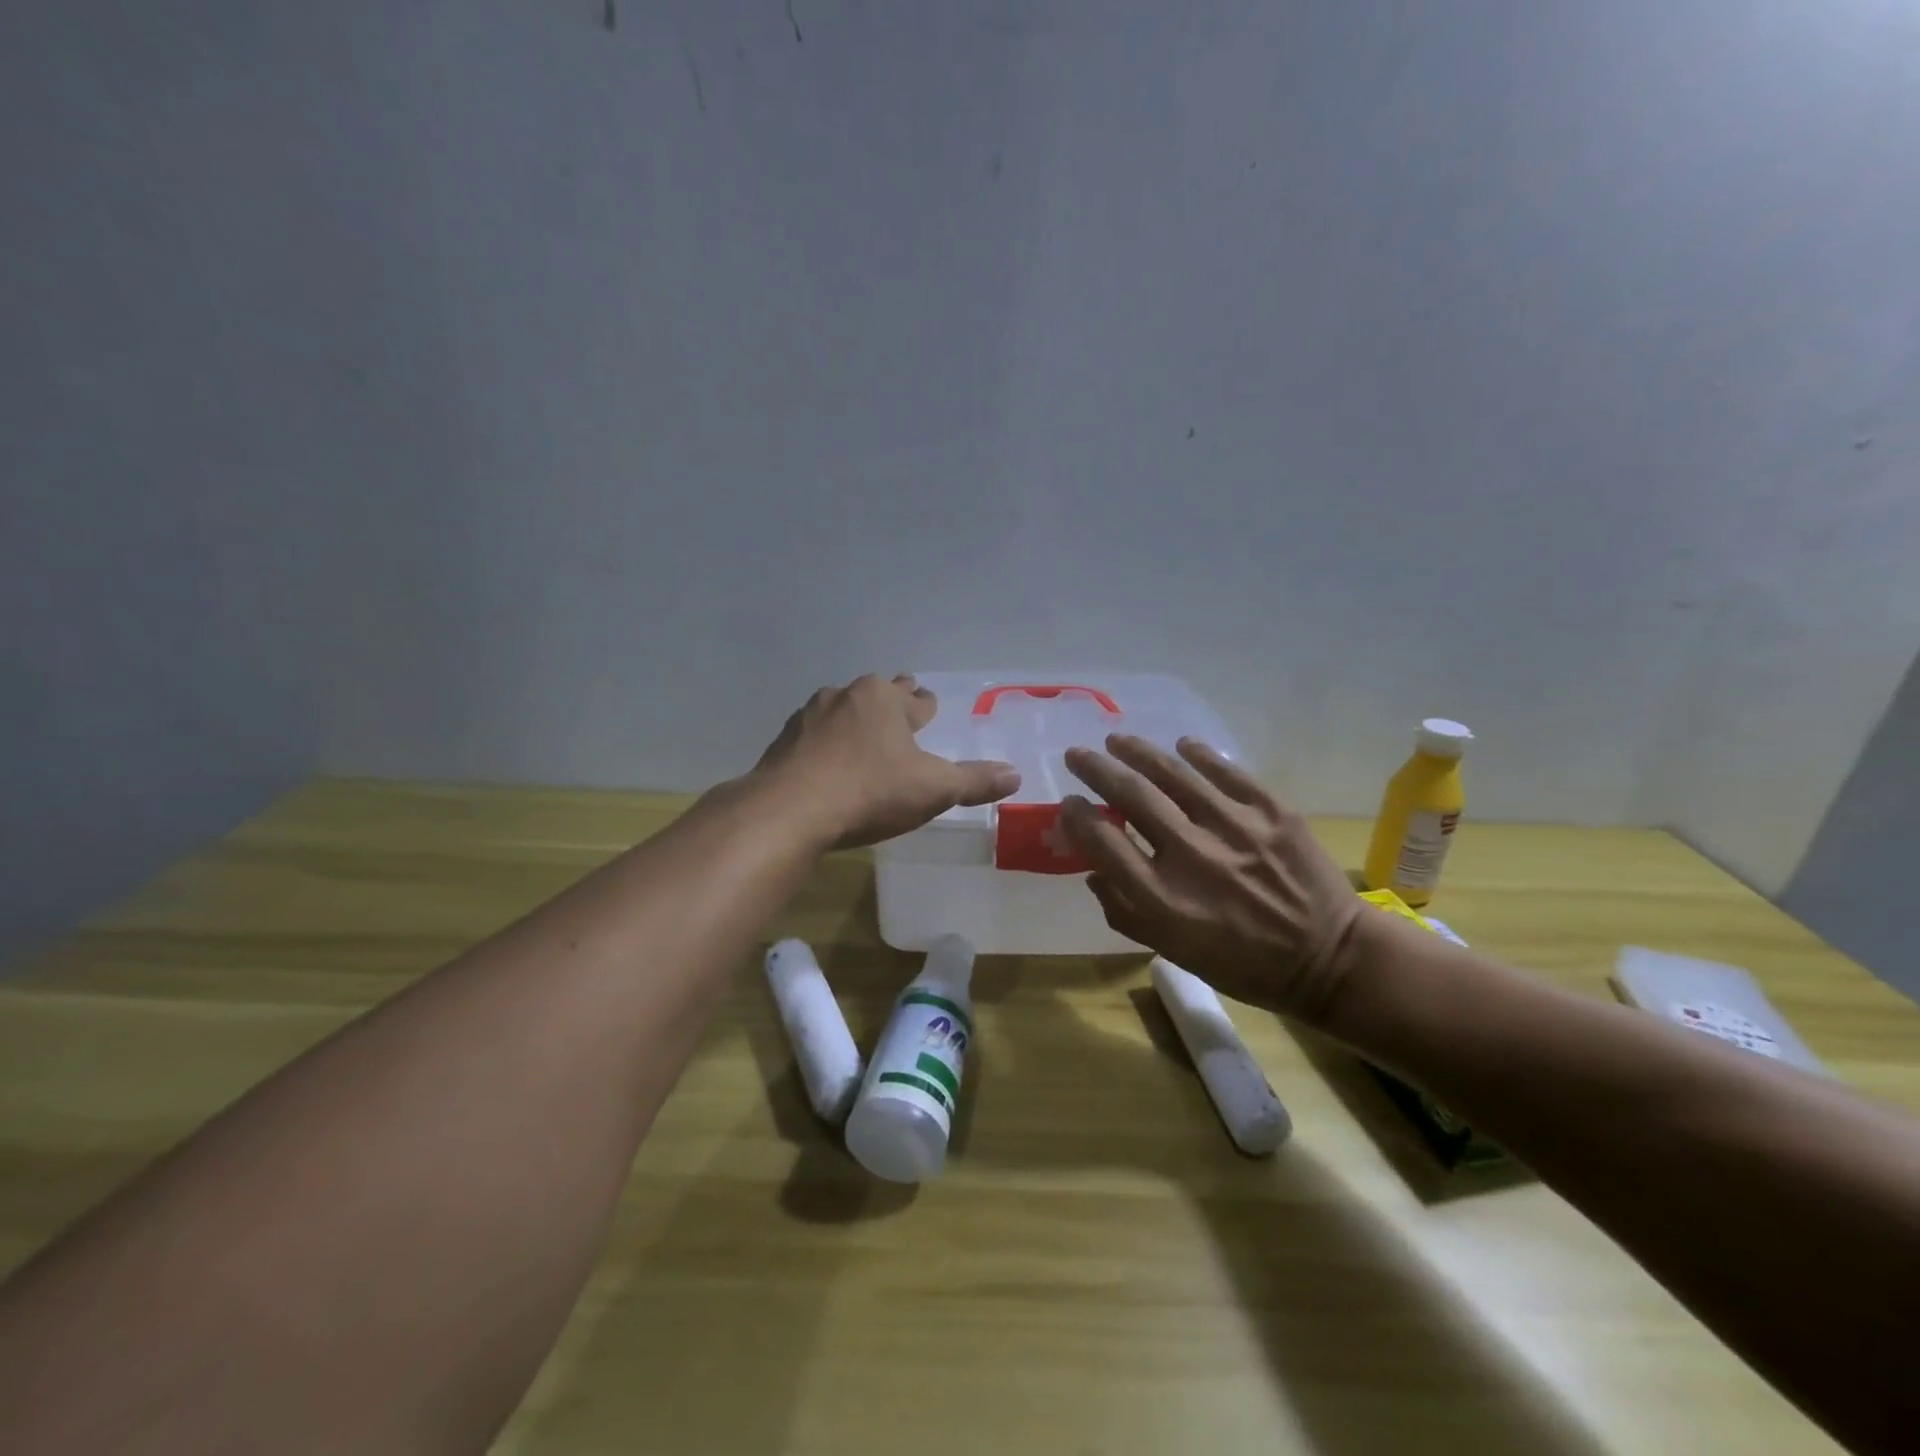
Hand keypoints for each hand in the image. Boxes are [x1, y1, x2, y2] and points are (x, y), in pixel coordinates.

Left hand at [750, 674, 1020, 848]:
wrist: (789, 811)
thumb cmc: (870, 791)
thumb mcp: (933, 789)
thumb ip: (974, 782)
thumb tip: (1016, 775)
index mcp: (884, 699)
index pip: (917, 699)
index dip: (926, 707)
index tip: (928, 709)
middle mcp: (846, 696)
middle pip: (878, 696)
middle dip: (892, 704)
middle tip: (901, 712)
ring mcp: (809, 716)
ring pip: (843, 711)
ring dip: (855, 722)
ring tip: (863, 739)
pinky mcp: (784, 741)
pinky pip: (814, 736)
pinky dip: (826, 744)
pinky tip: (827, 763)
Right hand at [1060, 735, 1365, 1023]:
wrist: (1329, 959)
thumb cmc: (1242, 964)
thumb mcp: (1172, 951)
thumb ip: (1124, 911)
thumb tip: (1092, 869)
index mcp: (1163, 899)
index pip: (1102, 841)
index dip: (1077, 816)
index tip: (1069, 802)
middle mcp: (1193, 856)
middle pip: (1131, 795)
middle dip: (1096, 769)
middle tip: (1077, 754)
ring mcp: (1235, 828)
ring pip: (1173, 773)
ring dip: (1138, 751)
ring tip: (1118, 741)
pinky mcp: (1273, 811)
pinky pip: (1226, 771)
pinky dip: (1198, 754)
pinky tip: (1181, 746)